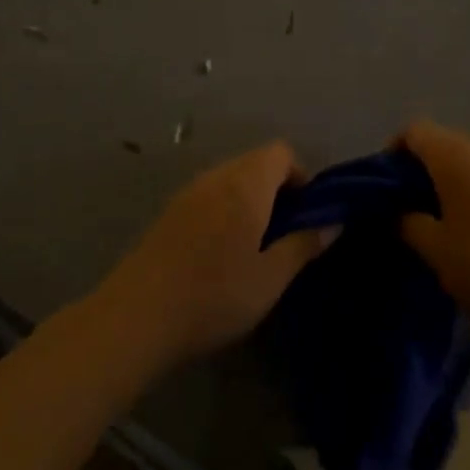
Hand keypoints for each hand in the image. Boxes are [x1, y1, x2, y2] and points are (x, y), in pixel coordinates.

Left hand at [101, 142, 333, 366]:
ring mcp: (187, 193)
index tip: (306, 214)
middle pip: (255, 162)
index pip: (281, 152)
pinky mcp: (167, 213)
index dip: (300, 176)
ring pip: (230, 179)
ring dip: (249, 200)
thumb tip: (333, 222)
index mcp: (246, 184)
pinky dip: (224, 210)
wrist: (136, 317)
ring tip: (254, 246)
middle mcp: (216, 177)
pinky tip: (220, 253)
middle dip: (277, 189)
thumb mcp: (271, 278)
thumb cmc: (214, 295)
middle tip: (284, 234)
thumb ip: (303, 244)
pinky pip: (208, 195)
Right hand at [398, 120, 469, 336]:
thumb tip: (398, 212)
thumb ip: (407, 222)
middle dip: (422, 166)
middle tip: (408, 203)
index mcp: (456, 157)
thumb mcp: (434, 248)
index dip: (395, 149)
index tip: (385, 182)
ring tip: (441, 218)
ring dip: (451, 180)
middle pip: (444, 142)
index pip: (416, 131)